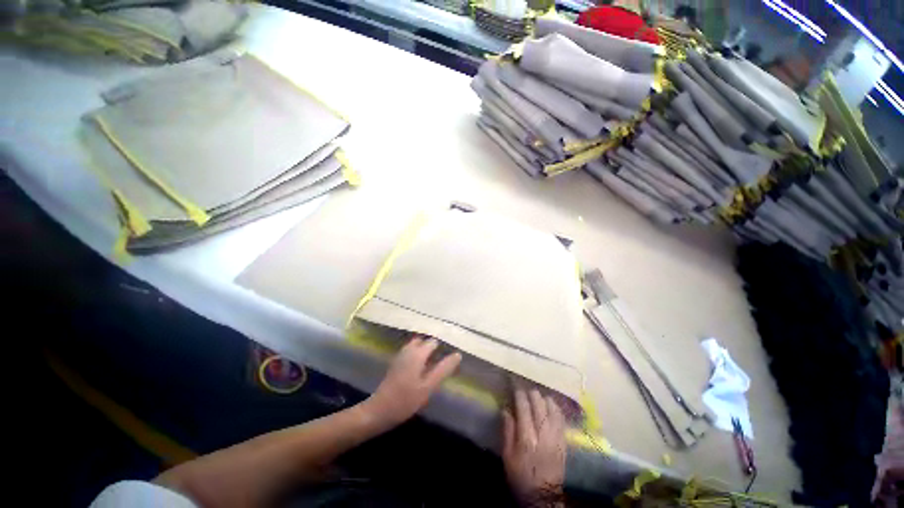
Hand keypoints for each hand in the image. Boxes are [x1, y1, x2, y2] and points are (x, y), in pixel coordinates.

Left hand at [364, 335, 461, 426]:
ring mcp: (400, 356)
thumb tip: (458, 354)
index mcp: (417, 353)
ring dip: (425, 350)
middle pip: (423, 341)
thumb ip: (443, 369)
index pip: (433, 342)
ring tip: (434, 362)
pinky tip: (421, 367)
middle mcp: (408, 350)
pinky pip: (410, 352)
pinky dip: (417, 355)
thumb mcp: (429, 386)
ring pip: (415, 346)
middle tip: (443, 358)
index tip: (451, 353)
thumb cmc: (406, 399)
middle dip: (433, 346)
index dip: (442, 346)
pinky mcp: (395, 364)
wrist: (379, 411)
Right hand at [502, 387, 566, 504]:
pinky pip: (562, 420)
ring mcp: (555, 437)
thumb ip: (507, 431)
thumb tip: (506, 409)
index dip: (520, 395)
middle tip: (527, 390)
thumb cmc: (520, 475)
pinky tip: (552, 405)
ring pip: (552, 410)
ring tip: (539, 396)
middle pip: (539, 405)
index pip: (524, 408)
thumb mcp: (507, 456)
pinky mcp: (564, 442)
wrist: (543, 496)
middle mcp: (542, 434)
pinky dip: (556, 409)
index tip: (516, 388)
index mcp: (526, 437)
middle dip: (532, 394)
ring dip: (545, 399)